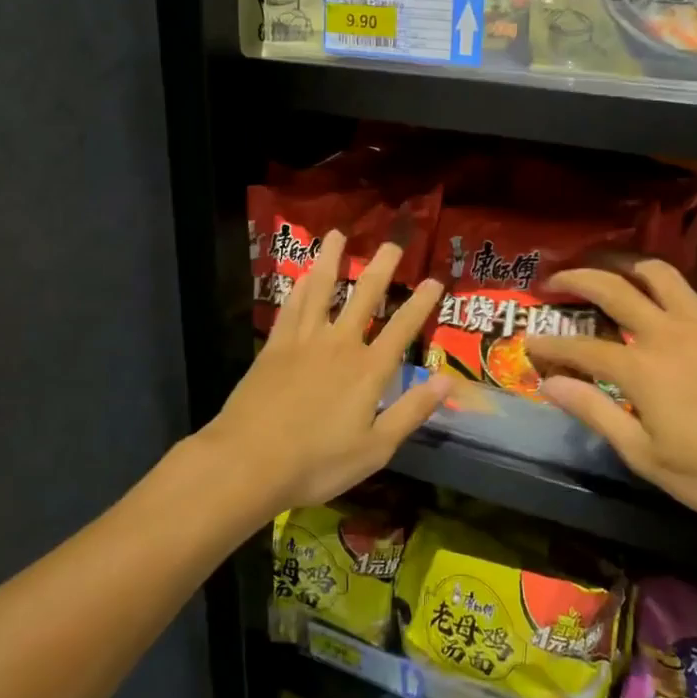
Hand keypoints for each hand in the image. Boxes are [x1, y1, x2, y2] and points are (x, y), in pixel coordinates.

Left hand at [201, 231, 446, 513]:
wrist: (249, 462)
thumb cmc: (317, 462)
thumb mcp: (376, 448)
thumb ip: (411, 411)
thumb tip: (447, 381)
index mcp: (368, 370)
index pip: (402, 328)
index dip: (421, 303)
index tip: (434, 280)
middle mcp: (340, 344)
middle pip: (364, 297)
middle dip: (382, 268)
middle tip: (393, 244)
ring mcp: (304, 341)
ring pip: (322, 290)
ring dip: (333, 261)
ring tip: (339, 235)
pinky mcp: (275, 346)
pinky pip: (291, 307)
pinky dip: (300, 286)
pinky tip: (304, 274)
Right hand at [523, 260, 696, 543]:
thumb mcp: (646, 455)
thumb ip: (595, 412)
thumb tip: (549, 384)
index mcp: (641, 368)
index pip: (579, 347)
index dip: (550, 344)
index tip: (529, 341)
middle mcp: (667, 331)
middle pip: (611, 288)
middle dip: (575, 279)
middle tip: (554, 282)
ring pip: (657, 273)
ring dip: (625, 267)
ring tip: (611, 273)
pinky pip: (694, 294)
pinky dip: (670, 293)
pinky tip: (670, 311)